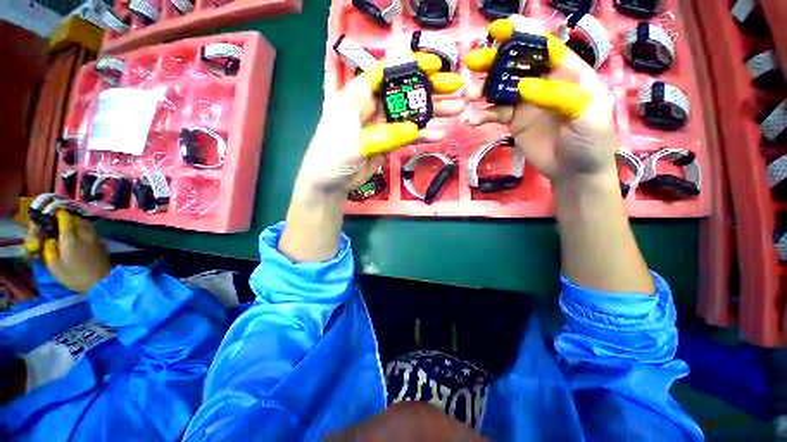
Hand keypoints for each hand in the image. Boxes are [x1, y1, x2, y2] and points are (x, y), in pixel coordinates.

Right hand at [25, 211, 109, 292]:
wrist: (100, 282)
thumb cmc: (75, 276)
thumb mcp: (54, 265)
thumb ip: (49, 249)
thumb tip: (50, 238)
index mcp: (70, 237)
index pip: (65, 218)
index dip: (58, 214)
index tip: (51, 216)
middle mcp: (84, 233)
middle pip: (76, 218)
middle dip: (67, 218)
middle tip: (59, 223)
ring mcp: (95, 237)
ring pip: (85, 222)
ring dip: (77, 222)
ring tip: (69, 229)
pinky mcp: (102, 242)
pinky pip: (92, 229)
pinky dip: (84, 228)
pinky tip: (80, 236)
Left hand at [294, 52, 464, 196]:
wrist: (330, 182)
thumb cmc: (333, 156)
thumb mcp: (353, 141)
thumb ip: (383, 134)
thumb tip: (414, 130)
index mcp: (357, 96)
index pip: (385, 73)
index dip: (409, 65)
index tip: (434, 64)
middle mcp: (372, 107)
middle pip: (403, 92)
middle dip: (429, 88)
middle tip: (455, 87)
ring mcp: (382, 127)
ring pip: (409, 115)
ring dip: (432, 112)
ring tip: (457, 108)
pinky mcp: (388, 143)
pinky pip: (408, 136)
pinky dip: (422, 136)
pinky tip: (438, 134)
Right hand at [464, 18, 617, 186]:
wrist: (575, 171)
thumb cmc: (590, 140)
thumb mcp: (586, 114)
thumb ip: (559, 95)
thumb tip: (523, 86)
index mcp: (567, 72)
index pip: (544, 47)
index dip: (522, 35)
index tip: (499, 30)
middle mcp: (544, 82)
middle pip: (516, 65)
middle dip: (494, 62)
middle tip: (472, 64)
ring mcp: (526, 102)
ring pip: (501, 89)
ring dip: (483, 90)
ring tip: (468, 96)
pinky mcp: (514, 121)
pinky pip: (495, 113)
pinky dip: (482, 115)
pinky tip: (472, 120)